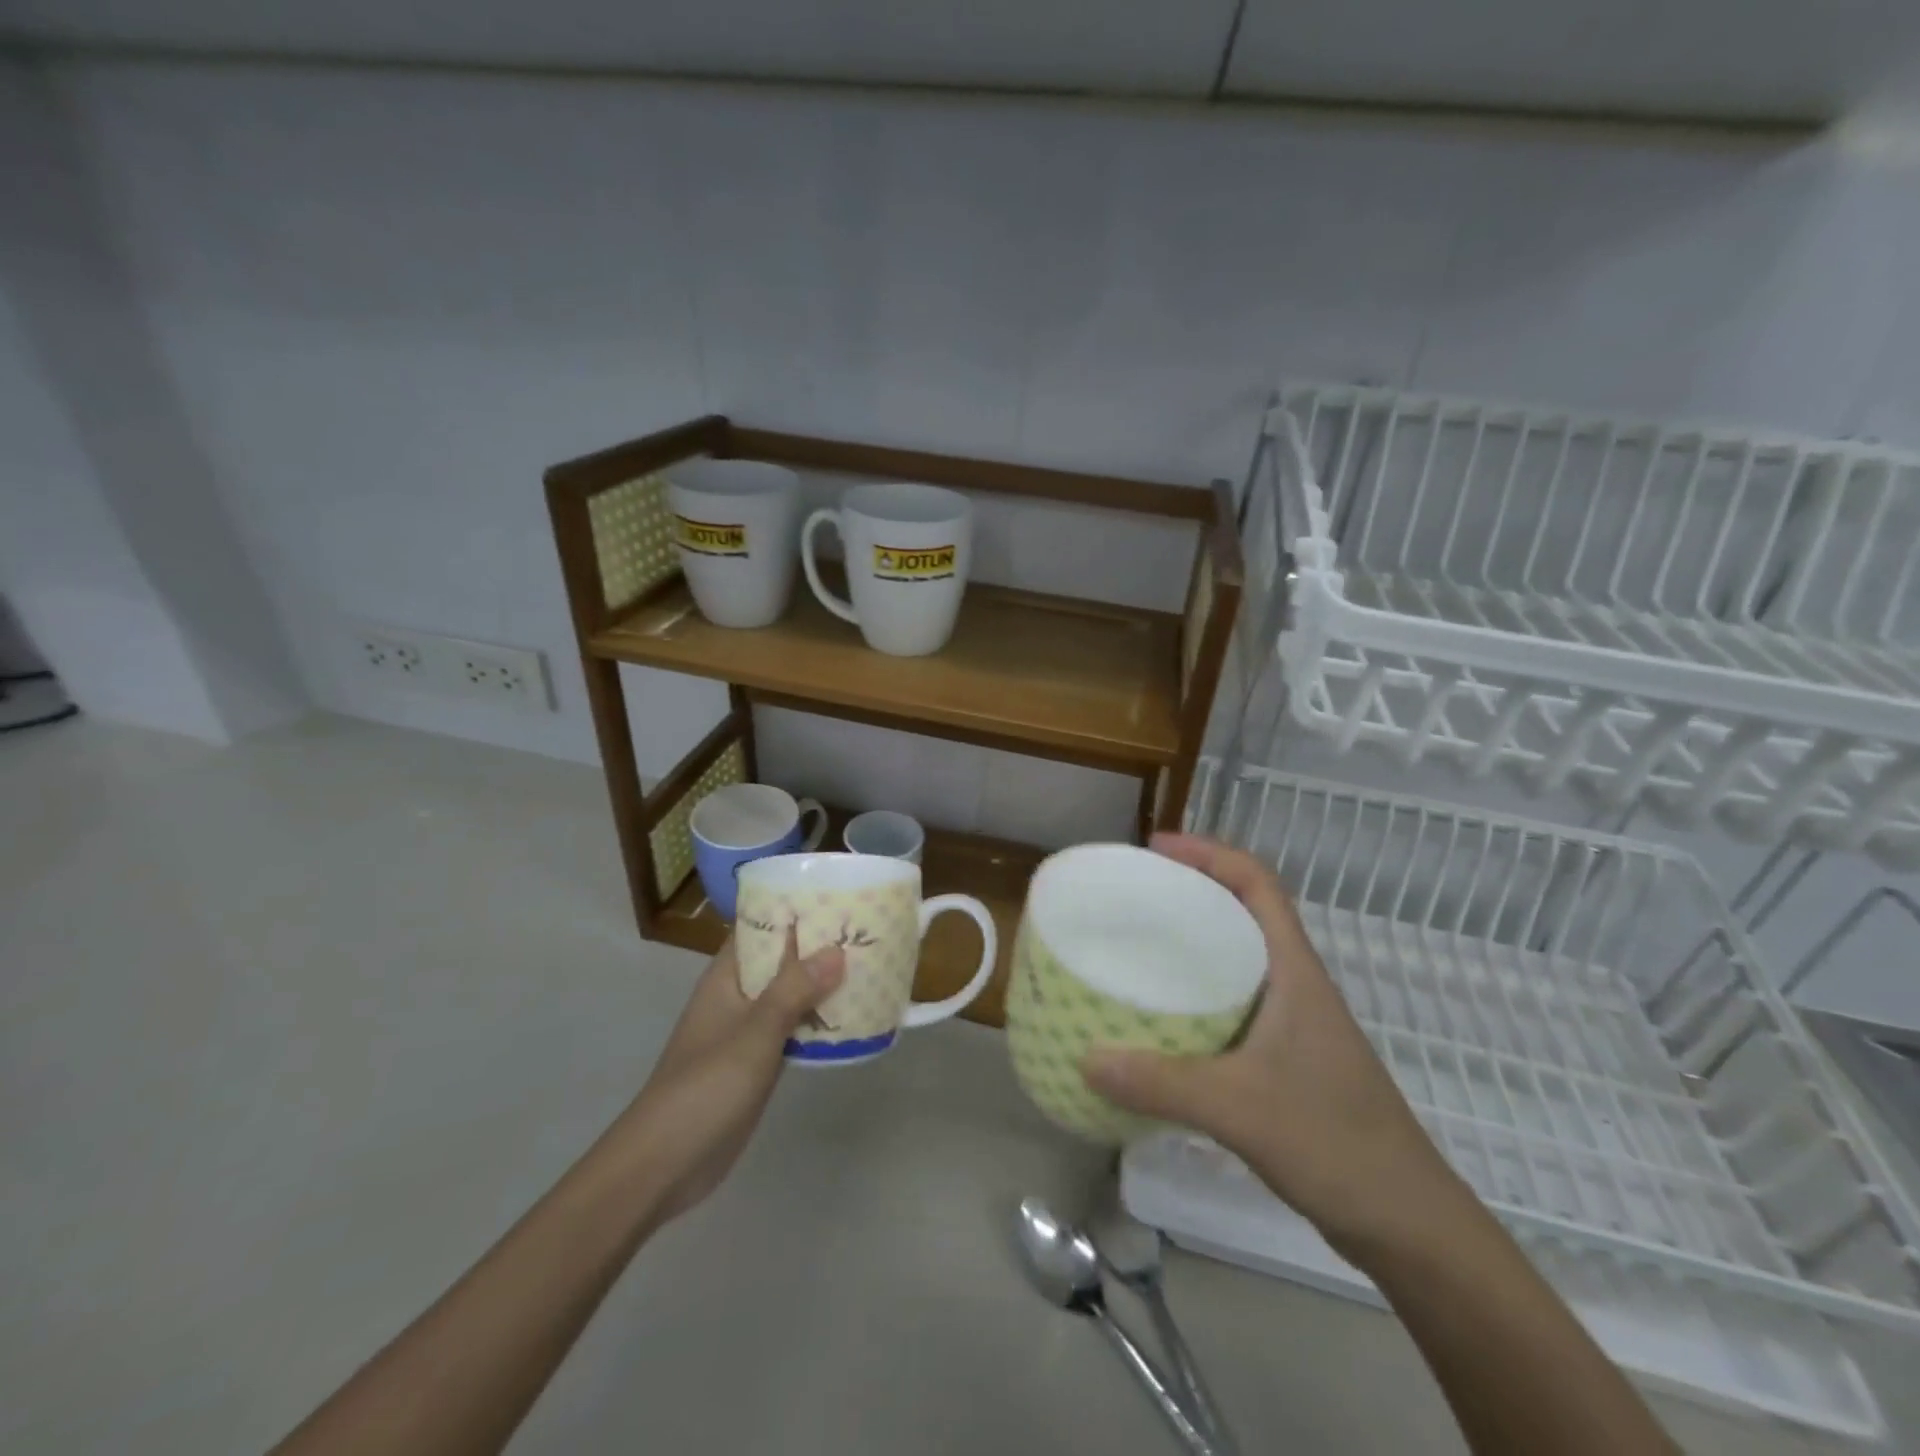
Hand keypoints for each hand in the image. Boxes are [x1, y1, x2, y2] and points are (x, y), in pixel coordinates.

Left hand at [619, 930, 843, 1223]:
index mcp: (726, 977)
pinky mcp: (758, 1062)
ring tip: (870, 965)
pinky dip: (818, 1020)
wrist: (665, 1163)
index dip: (793, 908)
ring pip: (790, 995)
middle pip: (781, 960)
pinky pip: (794, 1029)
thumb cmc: (705, 1087)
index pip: (760, 927)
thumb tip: (837, 950)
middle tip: (867, 930)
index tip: (837, 895)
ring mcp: (747, 1030)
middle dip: (818, 946)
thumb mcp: (754, 1033)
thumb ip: (794, 990)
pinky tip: (853, 1016)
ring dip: (822, 984)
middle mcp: (737, 996)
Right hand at [1082, 833, 1462, 1256]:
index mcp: (1294, 970)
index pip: (1257, 883)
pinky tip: (1157, 1021)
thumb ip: (1162, 1084)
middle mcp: (1293, 984)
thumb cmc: (1337, 1144)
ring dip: (1189, 944)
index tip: (1154, 849)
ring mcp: (1290, 1023)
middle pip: (1241, 911)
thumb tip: (1085, 1056)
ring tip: (1132, 948)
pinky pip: (1229, 1004)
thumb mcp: (1240, 1109)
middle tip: (1129, 895)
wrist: (1408, 1225)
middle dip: (1188, 891)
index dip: (1208, 852)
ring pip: (1234, 959)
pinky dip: (1192, 996)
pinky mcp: (1282, 1059)